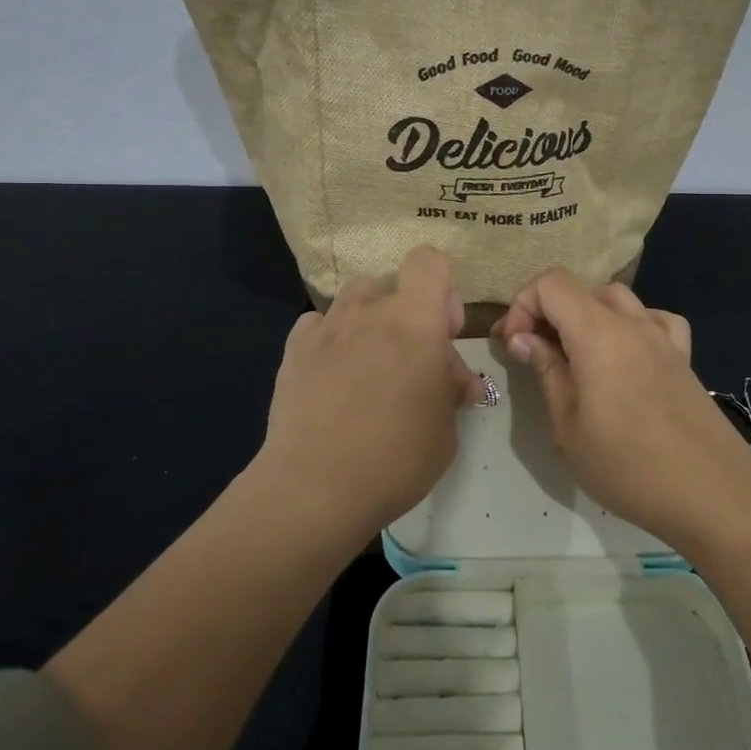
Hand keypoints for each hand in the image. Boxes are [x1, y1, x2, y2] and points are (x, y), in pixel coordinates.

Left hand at [253, 246, 486, 542]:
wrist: (315, 487)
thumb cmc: (396, 458)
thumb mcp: (446, 430)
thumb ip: (451, 390)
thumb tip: (456, 381)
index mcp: (415, 321)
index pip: (429, 262)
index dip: (441, 288)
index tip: (442, 332)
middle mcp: (370, 310)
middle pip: (392, 285)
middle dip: (407, 315)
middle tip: (410, 365)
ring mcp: (327, 327)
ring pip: (354, 298)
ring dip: (367, 319)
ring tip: (368, 362)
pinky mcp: (293, 348)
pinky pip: (318, 324)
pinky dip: (330, 339)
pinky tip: (331, 374)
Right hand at [493, 270, 750, 547]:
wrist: (713, 494)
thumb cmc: (628, 465)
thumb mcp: (568, 426)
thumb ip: (546, 371)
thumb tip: (523, 338)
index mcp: (598, 332)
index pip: (551, 283)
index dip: (522, 306)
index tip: (513, 346)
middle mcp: (632, 322)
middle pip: (581, 289)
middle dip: (548, 312)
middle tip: (533, 353)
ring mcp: (663, 337)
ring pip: (617, 298)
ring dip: (586, 316)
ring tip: (574, 355)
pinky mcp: (683, 358)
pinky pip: (654, 319)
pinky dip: (631, 324)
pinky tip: (627, 353)